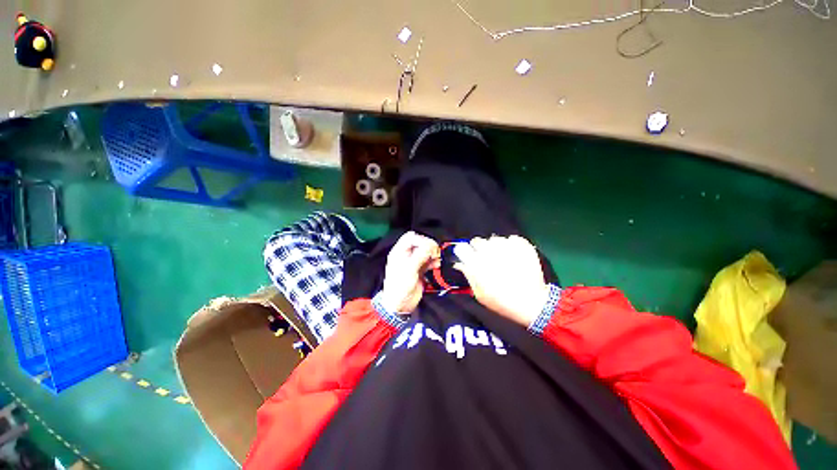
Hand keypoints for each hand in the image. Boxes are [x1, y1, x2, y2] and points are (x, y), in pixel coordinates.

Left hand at [379, 231, 440, 313]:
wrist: (400, 305)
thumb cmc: (400, 286)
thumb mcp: (409, 269)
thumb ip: (420, 255)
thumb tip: (430, 246)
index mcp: (399, 252)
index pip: (411, 237)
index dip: (422, 239)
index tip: (429, 247)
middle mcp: (406, 255)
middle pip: (420, 243)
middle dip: (429, 246)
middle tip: (435, 254)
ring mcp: (413, 262)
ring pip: (426, 251)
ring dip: (433, 254)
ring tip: (437, 260)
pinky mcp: (420, 269)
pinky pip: (429, 261)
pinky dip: (434, 261)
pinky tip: (437, 266)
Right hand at [454, 235, 548, 326]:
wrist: (532, 304)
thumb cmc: (502, 302)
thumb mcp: (479, 294)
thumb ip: (468, 275)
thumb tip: (459, 263)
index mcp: (477, 264)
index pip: (462, 248)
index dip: (465, 252)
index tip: (469, 257)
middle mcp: (490, 252)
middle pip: (477, 241)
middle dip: (479, 248)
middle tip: (486, 259)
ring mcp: (507, 247)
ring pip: (494, 239)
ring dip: (495, 246)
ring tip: (502, 258)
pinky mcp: (522, 246)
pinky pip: (511, 238)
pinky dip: (511, 245)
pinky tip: (513, 255)